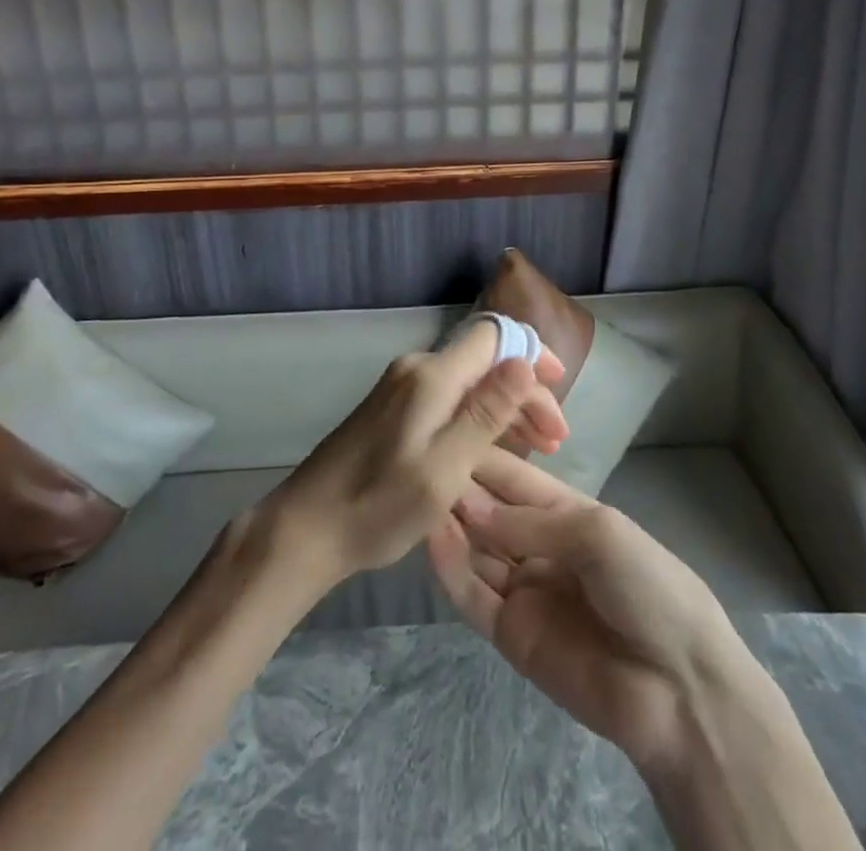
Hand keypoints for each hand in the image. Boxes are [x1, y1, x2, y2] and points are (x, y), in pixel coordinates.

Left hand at [263, 320, 568, 589]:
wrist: (306, 528)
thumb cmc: (377, 506)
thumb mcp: (443, 469)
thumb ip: (485, 414)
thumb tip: (524, 362)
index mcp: (432, 377)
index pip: (494, 336)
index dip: (532, 353)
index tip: (559, 391)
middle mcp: (417, 369)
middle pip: (485, 360)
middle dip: (526, 390)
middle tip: (555, 440)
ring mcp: (402, 388)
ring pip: (469, 380)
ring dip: (506, 406)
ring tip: (537, 448)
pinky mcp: (393, 409)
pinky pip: (449, 397)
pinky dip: (479, 416)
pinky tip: (494, 448)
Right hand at [426, 448, 751, 773]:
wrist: (681, 692)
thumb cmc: (649, 588)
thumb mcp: (598, 533)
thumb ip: (530, 520)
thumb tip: (468, 502)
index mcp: (567, 513)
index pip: (513, 479)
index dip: (482, 458)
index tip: (444, 431)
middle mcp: (539, 546)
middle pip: (489, 512)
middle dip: (460, 488)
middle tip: (420, 462)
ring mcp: (523, 591)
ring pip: (475, 550)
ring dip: (450, 524)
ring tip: (418, 494)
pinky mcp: (510, 635)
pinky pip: (473, 596)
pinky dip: (451, 569)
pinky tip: (431, 539)